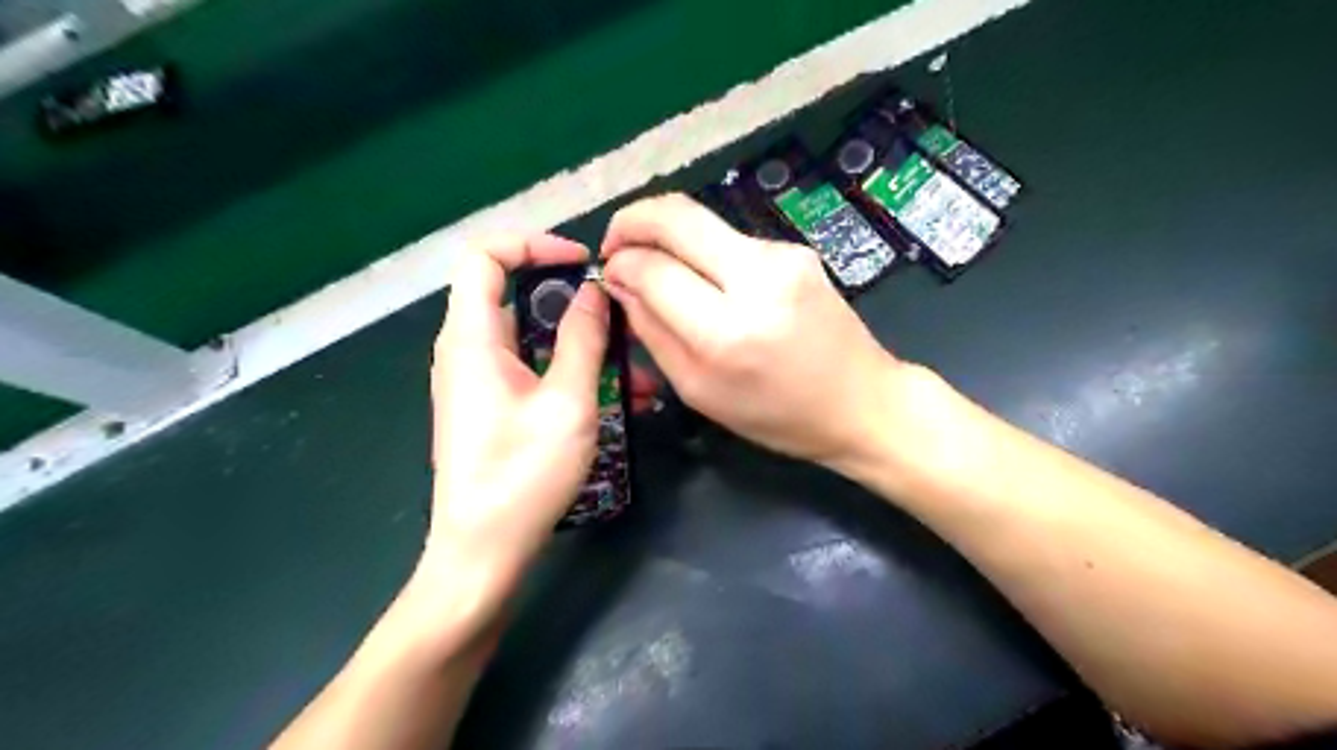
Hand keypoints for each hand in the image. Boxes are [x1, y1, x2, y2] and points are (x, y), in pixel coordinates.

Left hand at [427, 235, 656, 607]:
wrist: (482, 553)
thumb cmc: (522, 475)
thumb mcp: (567, 403)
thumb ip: (583, 340)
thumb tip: (594, 293)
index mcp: (472, 338)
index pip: (485, 256)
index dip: (533, 244)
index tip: (582, 262)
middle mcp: (468, 351)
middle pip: (517, 297)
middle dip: (575, 303)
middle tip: (622, 320)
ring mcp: (480, 382)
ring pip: (534, 340)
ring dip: (585, 347)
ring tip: (638, 372)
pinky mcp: (494, 408)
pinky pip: (534, 372)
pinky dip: (572, 374)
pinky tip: (621, 400)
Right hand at [603, 194, 895, 469]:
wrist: (863, 402)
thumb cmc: (778, 416)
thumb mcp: (701, 392)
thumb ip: (653, 334)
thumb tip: (620, 285)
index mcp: (729, 331)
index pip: (654, 269)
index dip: (621, 264)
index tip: (608, 272)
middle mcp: (758, 278)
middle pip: (676, 216)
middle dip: (632, 220)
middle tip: (613, 243)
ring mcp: (783, 255)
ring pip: (702, 221)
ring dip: (667, 236)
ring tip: (656, 267)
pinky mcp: (796, 248)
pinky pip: (730, 238)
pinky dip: (702, 250)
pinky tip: (703, 279)